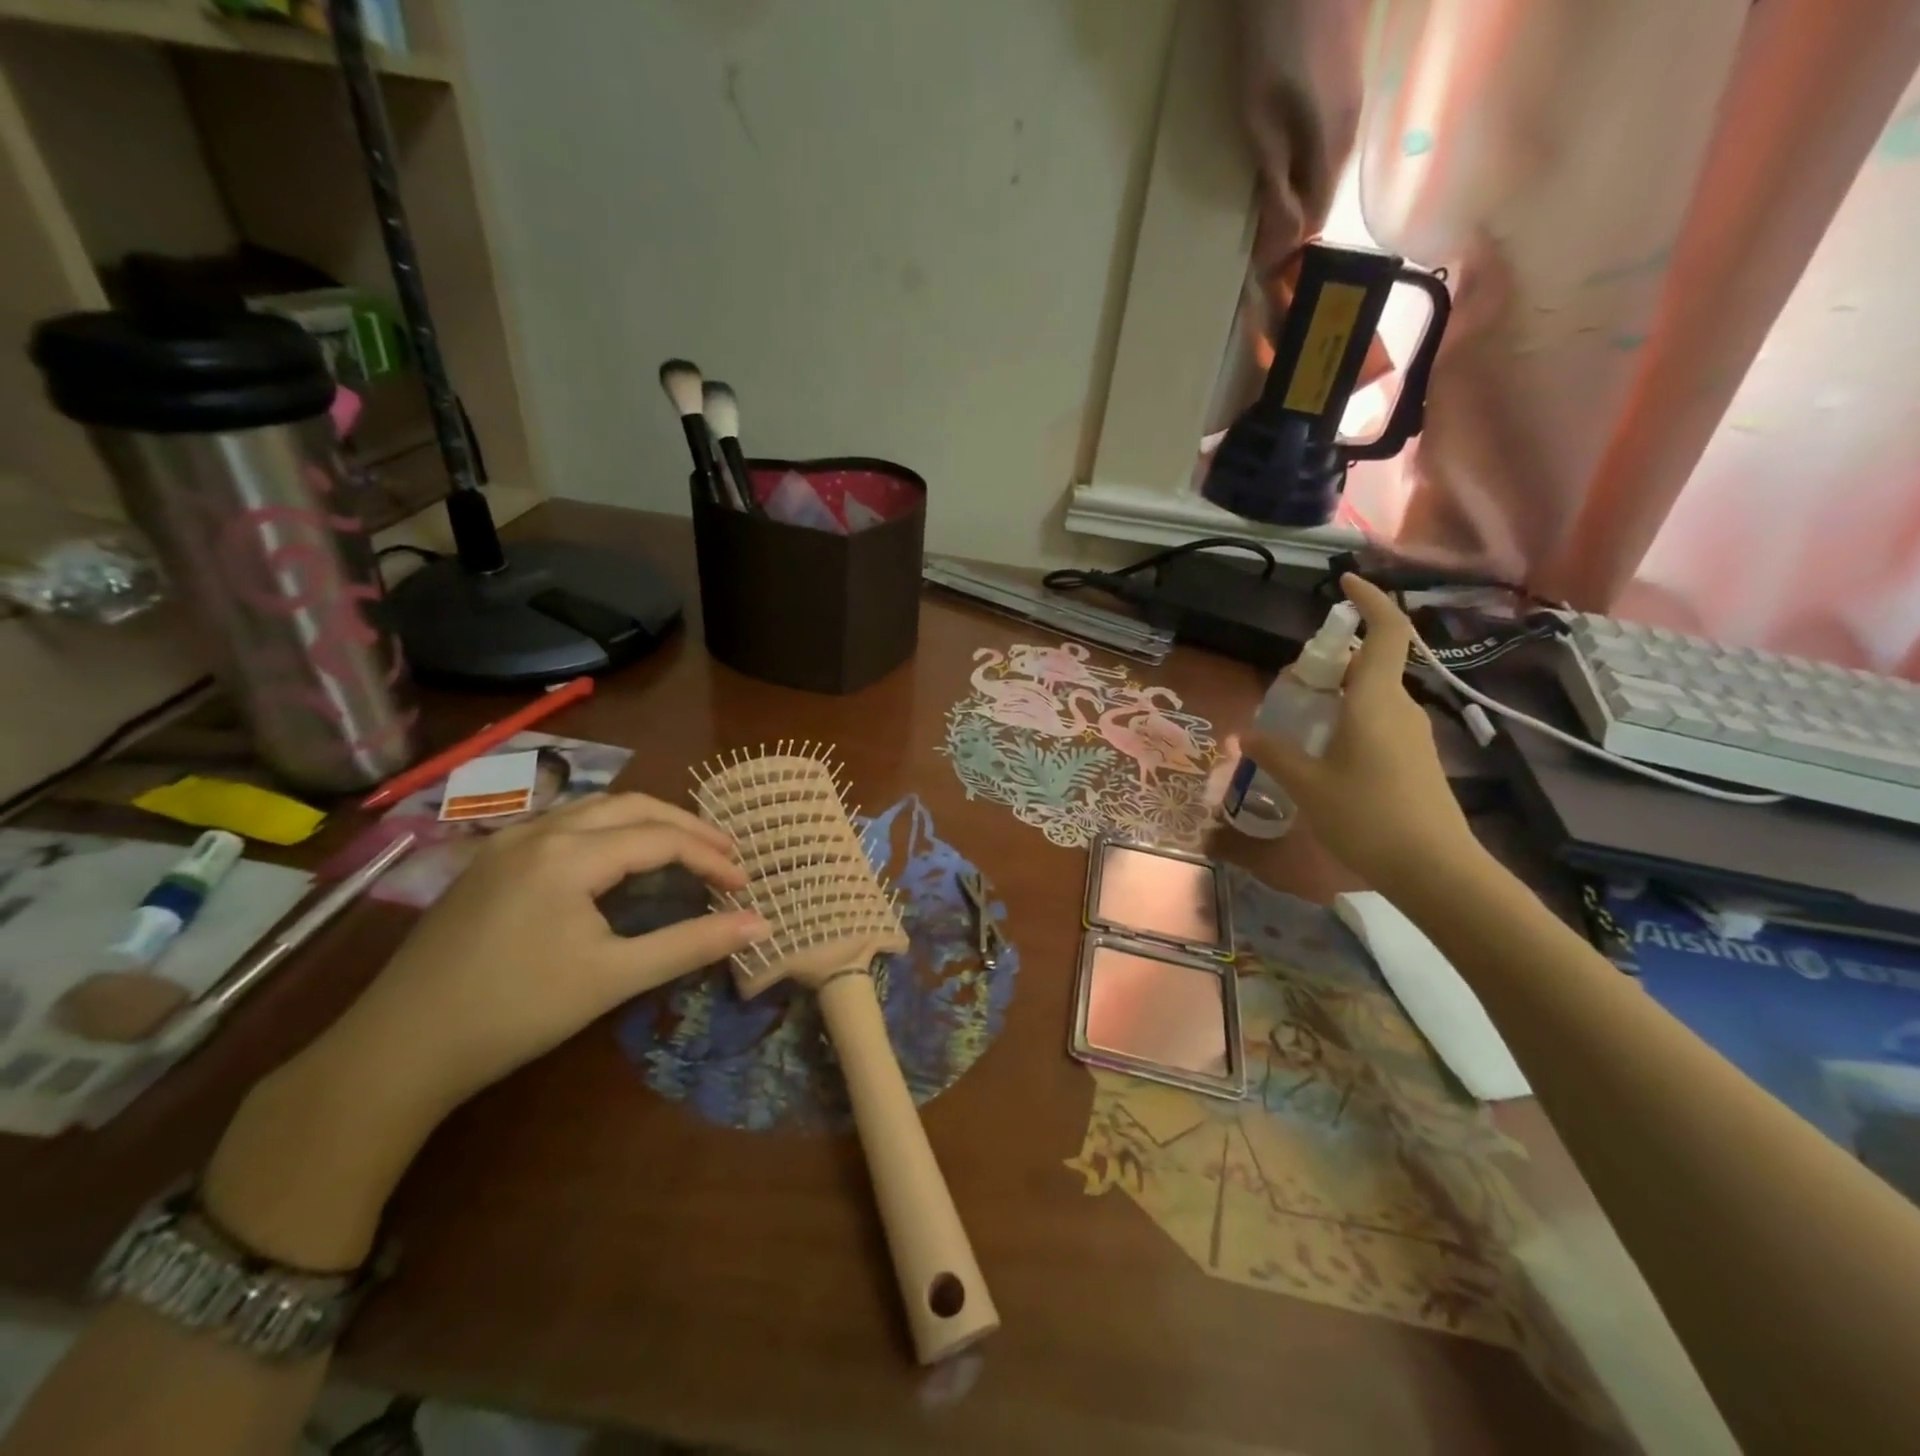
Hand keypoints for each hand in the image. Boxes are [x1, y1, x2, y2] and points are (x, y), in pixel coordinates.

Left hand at [327, 792, 766, 1115]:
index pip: (661, 839)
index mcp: (570, 853)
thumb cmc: (516, 1011)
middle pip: (632, 806)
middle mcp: (540, 830)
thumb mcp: (613, 978)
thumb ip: (691, 943)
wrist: (398, 1050)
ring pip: (595, 809)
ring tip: (683, 849)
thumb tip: (762, 926)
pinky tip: (616, 860)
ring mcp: (508, 841)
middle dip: (686, 826)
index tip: (744, 885)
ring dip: (647, 822)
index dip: (710, 857)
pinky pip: (565, 824)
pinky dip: (608, 830)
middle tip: (725, 854)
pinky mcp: (489, 861)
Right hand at [1246, 574, 1480, 891]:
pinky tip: (1323, 755)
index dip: (1369, 600)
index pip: (1385, 632)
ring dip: (1337, 697)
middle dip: (1332, 662)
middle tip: (1290, 682)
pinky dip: (1349, 722)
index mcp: (1376, 701)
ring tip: (1298, 722)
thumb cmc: (1368, 817)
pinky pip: (1378, 723)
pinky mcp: (1416, 760)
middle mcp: (1400, 708)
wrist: (1435, 870)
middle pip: (1371, 665)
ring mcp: (1413, 735)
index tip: (1343, 582)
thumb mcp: (1307, 785)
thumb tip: (1247, 732)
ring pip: (1372, 697)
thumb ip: (1275, 753)